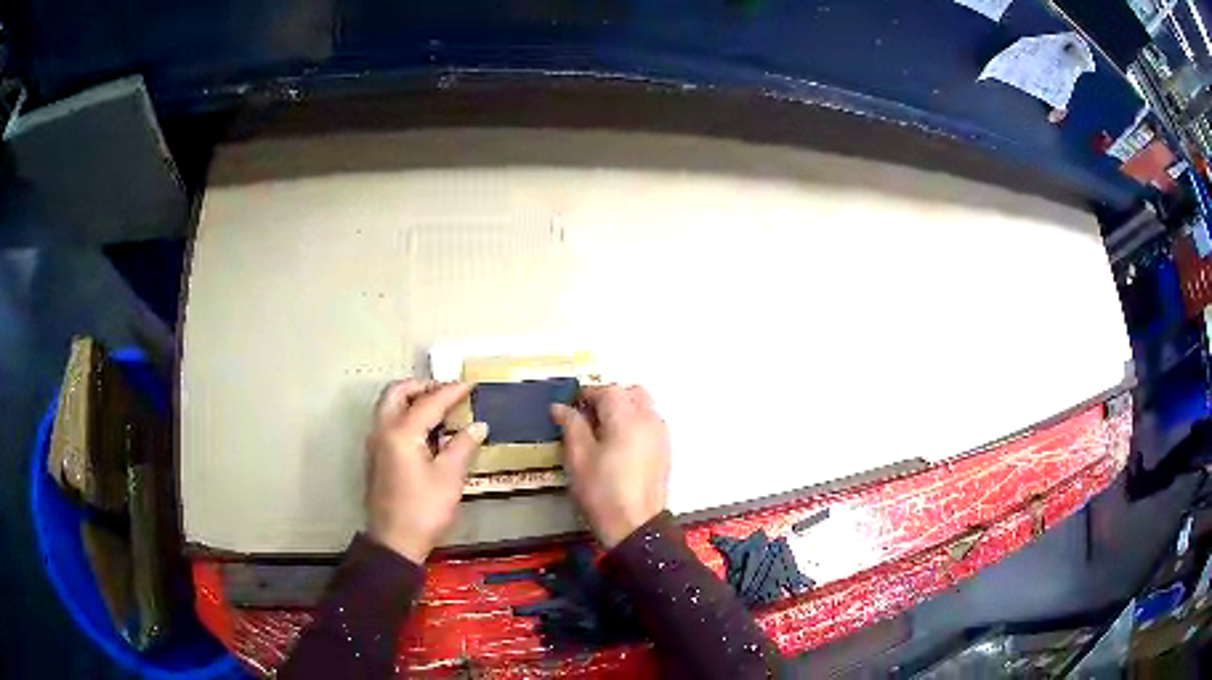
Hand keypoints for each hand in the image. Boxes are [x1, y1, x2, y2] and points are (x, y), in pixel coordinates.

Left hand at [365, 380, 487, 562]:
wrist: (394, 541)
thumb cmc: (424, 509)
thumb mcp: (449, 478)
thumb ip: (463, 446)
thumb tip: (478, 425)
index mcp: (401, 432)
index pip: (429, 402)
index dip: (452, 392)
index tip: (471, 385)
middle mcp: (382, 431)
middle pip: (397, 393)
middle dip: (422, 386)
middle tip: (446, 392)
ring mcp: (375, 444)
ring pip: (389, 406)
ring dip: (411, 399)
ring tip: (438, 408)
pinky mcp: (375, 457)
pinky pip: (387, 422)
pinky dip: (404, 414)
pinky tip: (425, 431)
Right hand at [552, 385, 670, 547]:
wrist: (634, 525)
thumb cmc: (601, 491)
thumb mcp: (578, 457)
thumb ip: (571, 425)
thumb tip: (561, 407)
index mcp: (627, 418)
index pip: (608, 390)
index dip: (587, 393)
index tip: (570, 405)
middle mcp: (649, 420)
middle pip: (631, 393)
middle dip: (609, 397)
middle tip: (587, 415)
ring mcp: (661, 435)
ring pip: (644, 406)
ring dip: (624, 409)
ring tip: (602, 431)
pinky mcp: (665, 451)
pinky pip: (650, 423)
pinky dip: (635, 423)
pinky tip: (619, 445)